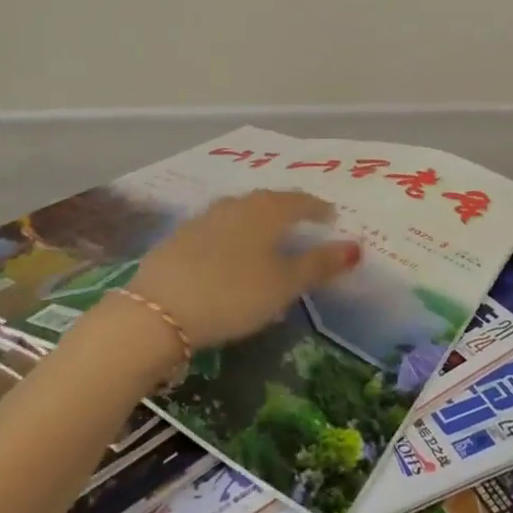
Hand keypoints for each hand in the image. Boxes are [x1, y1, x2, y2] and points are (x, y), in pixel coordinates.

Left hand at [128, 190, 360, 349]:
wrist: (157, 311)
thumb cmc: (232, 295)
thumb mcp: (283, 286)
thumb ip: (319, 264)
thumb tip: (356, 246)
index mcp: (266, 211)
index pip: (300, 201)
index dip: (318, 209)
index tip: (331, 217)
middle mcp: (237, 205)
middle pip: (270, 200)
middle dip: (289, 208)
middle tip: (303, 220)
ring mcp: (205, 218)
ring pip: (242, 211)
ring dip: (259, 219)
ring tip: (268, 234)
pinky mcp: (180, 236)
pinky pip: (218, 226)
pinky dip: (233, 233)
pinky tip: (229, 249)